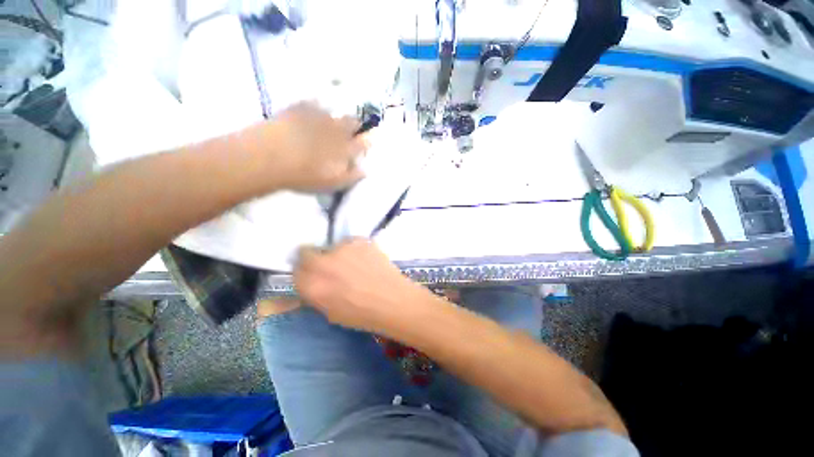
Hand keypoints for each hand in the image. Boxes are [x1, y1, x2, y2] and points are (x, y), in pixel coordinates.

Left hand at [244, 102, 367, 191]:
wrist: (271, 156)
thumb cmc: (305, 175)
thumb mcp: (333, 183)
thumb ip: (352, 176)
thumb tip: (365, 170)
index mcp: (347, 148)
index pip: (364, 142)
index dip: (367, 141)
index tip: (369, 140)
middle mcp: (338, 129)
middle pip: (353, 122)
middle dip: (355, 125)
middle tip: (351, 128)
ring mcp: (320, 115)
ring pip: (335, 111)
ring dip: (336, 116)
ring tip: (330, 120)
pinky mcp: (301, 107)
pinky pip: (314, 102)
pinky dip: (316, 107)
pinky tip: (311, 111)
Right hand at [294, 239, 436, 333]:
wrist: (393, 300)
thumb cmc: (361, 314)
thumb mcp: (330, 311)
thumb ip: (315, 293)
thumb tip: (310, 281)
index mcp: (311, 285)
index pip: (295, 269)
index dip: (305, 271)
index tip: (312, 273)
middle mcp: (323, 263)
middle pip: (306, 252)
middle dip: (314, 258)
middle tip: (330, 265)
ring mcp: (342, 248)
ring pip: (332, 246)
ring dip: (337, 254)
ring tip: (355, 264)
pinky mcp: (359, 240)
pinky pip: (350, 243)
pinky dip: (354, 250)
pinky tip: (366, 260)